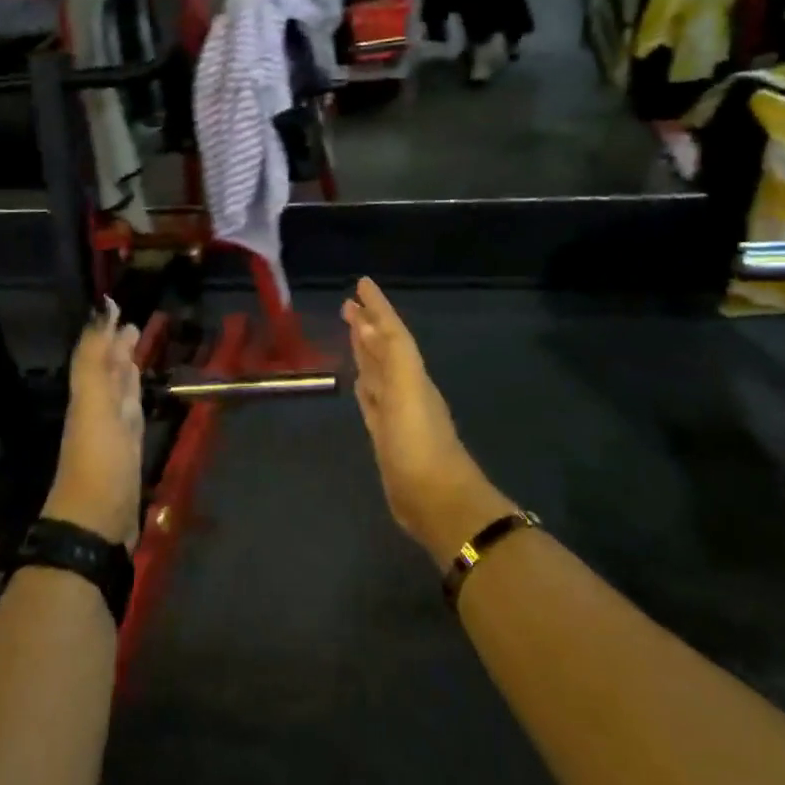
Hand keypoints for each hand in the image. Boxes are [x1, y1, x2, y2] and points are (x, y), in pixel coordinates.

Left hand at [41, 301, 144, 549]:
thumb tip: (102, 309)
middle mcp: (99, 407)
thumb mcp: (93, 402)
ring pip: (120, 391)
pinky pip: (132, 414)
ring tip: (139, 351)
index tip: (117, 305)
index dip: (105, 331)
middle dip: (118, 347)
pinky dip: (136, 399)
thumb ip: (95, 358)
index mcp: (88, 394)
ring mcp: (114, 431)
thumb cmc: (99, 459)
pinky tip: (140, 397)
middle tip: (134, 325)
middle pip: (108, 371)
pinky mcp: (129, 452)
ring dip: (128, 370)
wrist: (97, 520)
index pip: (97, 354)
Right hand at [342, 278, 514, 570]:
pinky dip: (366, 388)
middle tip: (347, 305)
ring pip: (378, 374)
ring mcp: (396, 414)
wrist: (437, 501)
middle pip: (383, 349)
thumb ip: (389, 358)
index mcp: (411, 375)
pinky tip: (359, 384)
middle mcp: (405, 388)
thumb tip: (366, 324)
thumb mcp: (407, 393)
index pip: (392, 332)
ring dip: (366, 353)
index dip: (378, 308)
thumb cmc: (420, 445)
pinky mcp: (386, 438)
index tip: (361, 283)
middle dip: (368, 326)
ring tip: (351, 333)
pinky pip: (373, 403)